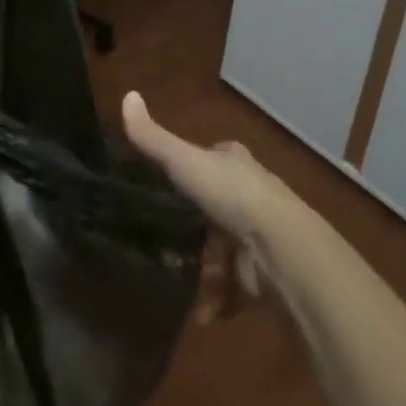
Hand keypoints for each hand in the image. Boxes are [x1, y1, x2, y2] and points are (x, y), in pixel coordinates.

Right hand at [122, 91, 302, 319]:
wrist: (278, 246)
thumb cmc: (230, 194)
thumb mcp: (184, 161)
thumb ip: (153, 138)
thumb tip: (127, 94)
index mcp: (233, 163)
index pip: (210, 158)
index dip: (190, 166)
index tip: (165, 180)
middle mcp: (249, 194)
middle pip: (215, 206)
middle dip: (193, 224)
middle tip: (159, 237)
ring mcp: (256, 236)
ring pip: (223, 251)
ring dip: (204, 268)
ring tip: (173, 279)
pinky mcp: (261, 275)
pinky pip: (234, 290)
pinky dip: (217, 302)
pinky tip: (199, 311)